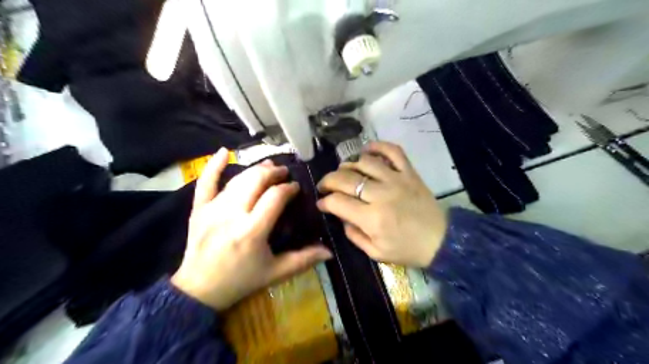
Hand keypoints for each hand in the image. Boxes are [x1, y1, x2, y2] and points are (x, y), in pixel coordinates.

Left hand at [170, 149, 331, 311]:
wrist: (198, 290)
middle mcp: (232, 215)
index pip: (275, 197)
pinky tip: (224, 151)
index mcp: (252, 231)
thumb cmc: (241, 281)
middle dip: (274, 173)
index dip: (288, 188)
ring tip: (269, 166)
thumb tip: (330, 251)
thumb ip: (303, 260)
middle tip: (284, 174)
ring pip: (237, 179)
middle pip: (256, 181)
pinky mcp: (198, 209)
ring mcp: (213, 210)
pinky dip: (214, 165)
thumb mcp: (275, 273)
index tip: (296, 188)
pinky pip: (205, 182)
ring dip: (255, 169)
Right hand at [318, 142, 448, 267]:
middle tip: (325, 186)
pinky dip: (377, 146)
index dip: (324, 201)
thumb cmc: (407, 249)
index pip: (337, 202)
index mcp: (372, 218)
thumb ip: (353, 235)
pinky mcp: (409, 172)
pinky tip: (366, 152)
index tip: (322, 203)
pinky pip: (392, 151)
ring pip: (364, 162)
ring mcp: (396, 179)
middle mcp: (381, 194)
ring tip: (343, 172)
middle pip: (345, 178)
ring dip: (347, 164)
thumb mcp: (375, 253)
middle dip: (328, 181)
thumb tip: (340, 215)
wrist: (442, 240)